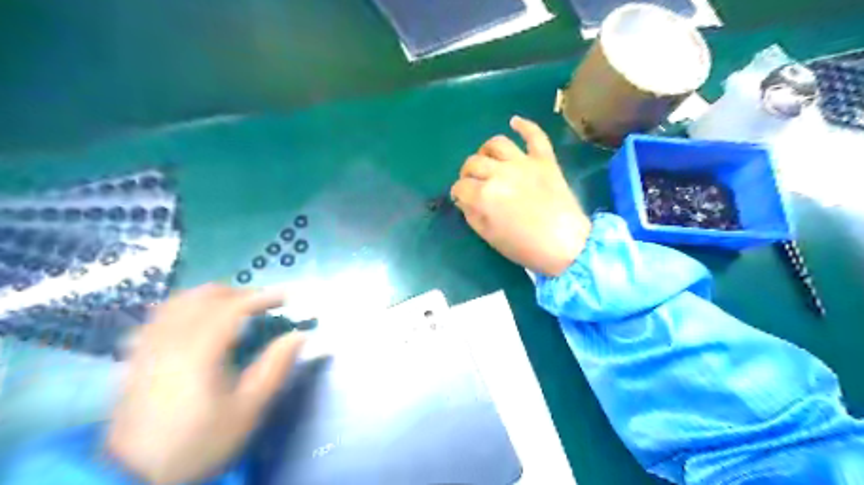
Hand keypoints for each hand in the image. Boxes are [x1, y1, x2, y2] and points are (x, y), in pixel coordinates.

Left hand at [107, 284, 302, 484]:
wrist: (133, 476)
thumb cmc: (200, 441)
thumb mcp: (248, 409)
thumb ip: (276, 367)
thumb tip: (300, 335)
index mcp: (200, 350)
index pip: (234, 307)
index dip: (263, 296)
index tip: (287, 296)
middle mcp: (171, 339)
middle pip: (205, 296)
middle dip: (239, 293)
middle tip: (263, 304)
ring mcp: (149, 345)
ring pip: (180, 301)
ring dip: (212, 296)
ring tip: (234, 306)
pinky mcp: (137, 356)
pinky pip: (160, 315)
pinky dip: (185, 306)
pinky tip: (195, 319)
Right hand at [454, 115, 586, 277]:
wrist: (566, 245)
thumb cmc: (525, 247)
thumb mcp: (490, 237)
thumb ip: (472, 215)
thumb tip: (464, 200)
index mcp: (485, 195)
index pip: (460, 187)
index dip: (457, 194)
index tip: (461, 200)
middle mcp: (500, 173)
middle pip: (473, 163)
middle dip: (467, 174)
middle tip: (472, 184)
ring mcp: (524, 163)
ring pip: (497, 144)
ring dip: (486, 150)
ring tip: (487, 159)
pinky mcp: (545, 160)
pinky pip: (535, 136)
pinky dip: (525, 126)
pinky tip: (514, 121)